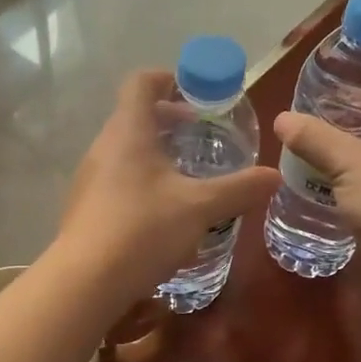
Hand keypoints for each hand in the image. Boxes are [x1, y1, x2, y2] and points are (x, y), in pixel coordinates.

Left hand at [55, 70, 279, 302]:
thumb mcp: (200, 208)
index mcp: (128, 131)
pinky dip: (143, 180)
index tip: (196, 92)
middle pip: (135, 116)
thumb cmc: (143, 230)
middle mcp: (104, 147)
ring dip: (157, 153)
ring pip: (126, 150)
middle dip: (170, 121)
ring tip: (189, 175)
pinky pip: (118, 178)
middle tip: (203, 137)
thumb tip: (275, 176)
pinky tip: (165, 211)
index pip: (141, 82)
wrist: (85, 283)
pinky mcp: (86, 207)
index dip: (169, 78)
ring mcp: (90, 178)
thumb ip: (239, 189)